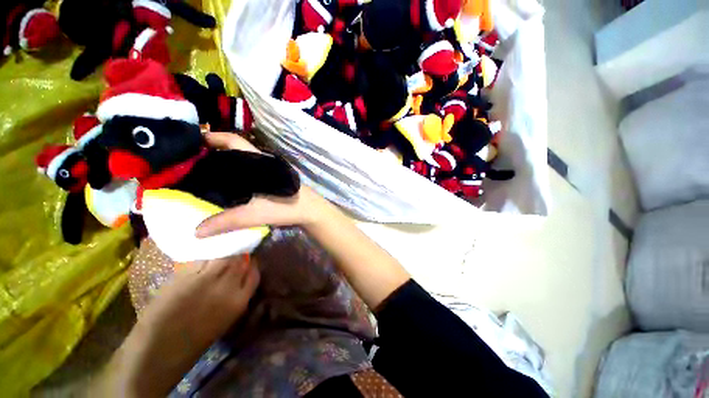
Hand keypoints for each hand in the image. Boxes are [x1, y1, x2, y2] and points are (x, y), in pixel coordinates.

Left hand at [97, 255, 258, 396]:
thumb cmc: (197, 338)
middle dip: (238, 255)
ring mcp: (205, 280)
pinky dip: (204, 258)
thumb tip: (240, 274)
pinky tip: (202, 260)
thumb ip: (236, 294)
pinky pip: (201, 260)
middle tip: (233, 252)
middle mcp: (226, 287)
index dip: (252, 263)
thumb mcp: (227, 318)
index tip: (249, 258)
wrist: (161, 348)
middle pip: (239, 260)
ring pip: (221, 256)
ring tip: (217, 255)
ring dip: (221, 254)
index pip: (254, 273)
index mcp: (238, 301)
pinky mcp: (185, 276)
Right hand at [196, 132, 332, 237]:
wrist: (310, 210)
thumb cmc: (285, 206)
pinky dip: (238, 175)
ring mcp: (270, 171)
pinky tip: (231, 186)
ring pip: (244, 162)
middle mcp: (263, 162)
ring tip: (206, 174)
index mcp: (257, 162)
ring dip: (227, 164)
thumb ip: (226, 222)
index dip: (213, 137)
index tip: (192, 141)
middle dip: (214, 152)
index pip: (233, 141)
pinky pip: (251, 172)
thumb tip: (196, 232)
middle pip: (235, 150)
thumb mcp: (254, 214)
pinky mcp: (274, 180)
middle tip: (192, 162)